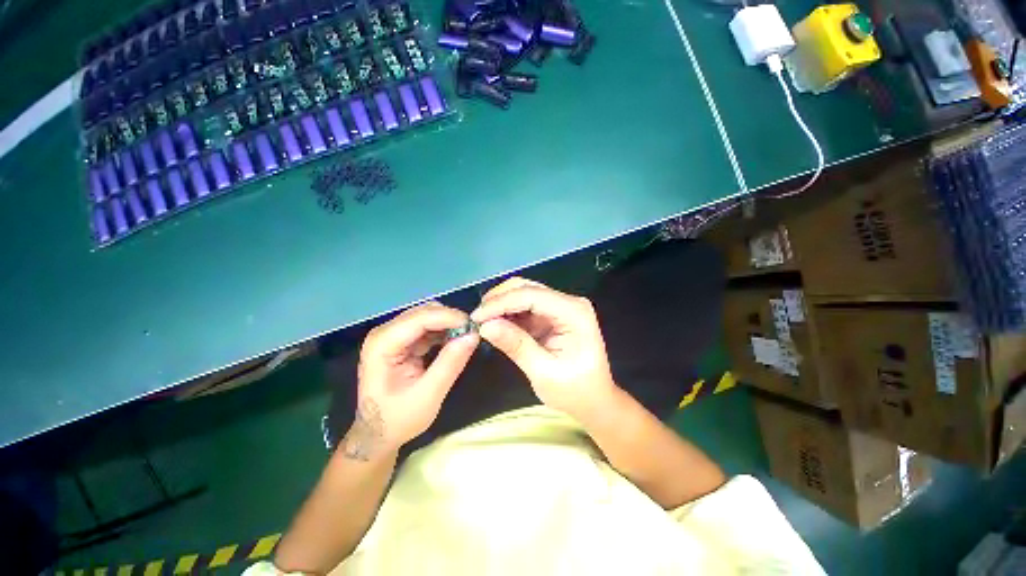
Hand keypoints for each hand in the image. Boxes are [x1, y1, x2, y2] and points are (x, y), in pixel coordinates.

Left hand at [343, 303, 478, 459]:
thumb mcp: (429, 395)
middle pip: (423, 312)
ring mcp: (392, 335)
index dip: (449, 317)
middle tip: (472, 333)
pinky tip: (454, 343)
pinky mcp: (400, 341)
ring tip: (466, 338)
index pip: (420, 318)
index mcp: (382, 344)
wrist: (377, 435)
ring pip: (427, 317)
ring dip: (448, 325)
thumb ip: (450, 363)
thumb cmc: (398, 419)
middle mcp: (384, 333)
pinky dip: (443, 332)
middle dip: (450, 319)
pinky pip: (427, 328)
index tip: (474, 326)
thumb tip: (474, 335)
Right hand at [471, 278, 618, 422]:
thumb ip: (516, 345)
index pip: (532, 296)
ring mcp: (560, 306)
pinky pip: (525, 307)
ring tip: (482, 323)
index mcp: (573, 312)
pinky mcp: (551, 315)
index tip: (476, 317)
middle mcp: (568, 302)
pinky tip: (495, 325)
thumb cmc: (574, 391)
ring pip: (523, 294)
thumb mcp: (543, 372)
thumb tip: (485, 326)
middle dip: (499, 300)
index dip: (501, 303)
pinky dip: (508, 314)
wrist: (593, 401)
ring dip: (501, 306)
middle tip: (476, 319)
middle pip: (527, 288)